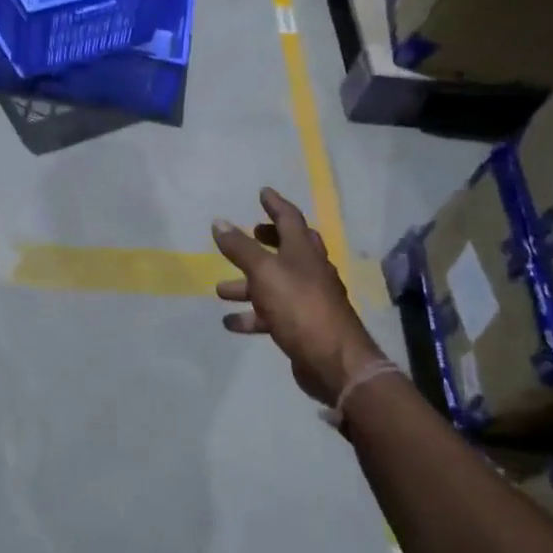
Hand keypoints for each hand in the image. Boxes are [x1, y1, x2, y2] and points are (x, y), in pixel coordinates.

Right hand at [213, 187, 383, 406]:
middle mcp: (309, 272)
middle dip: (267, 241)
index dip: (275, 205)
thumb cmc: (299, 306)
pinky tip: (230, 322)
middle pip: (287, 249)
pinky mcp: (301, 326)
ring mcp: (307, 300)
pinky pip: (270, 314)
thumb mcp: (264, 272)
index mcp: (304, 252)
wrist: (333, 360)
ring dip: (247, 285)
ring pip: (273, 285)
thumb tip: (219, 221)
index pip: (290, 219)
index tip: (263, 192)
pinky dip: (250, 316)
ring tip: (221, 289)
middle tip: (250, 233)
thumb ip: (240, 248)